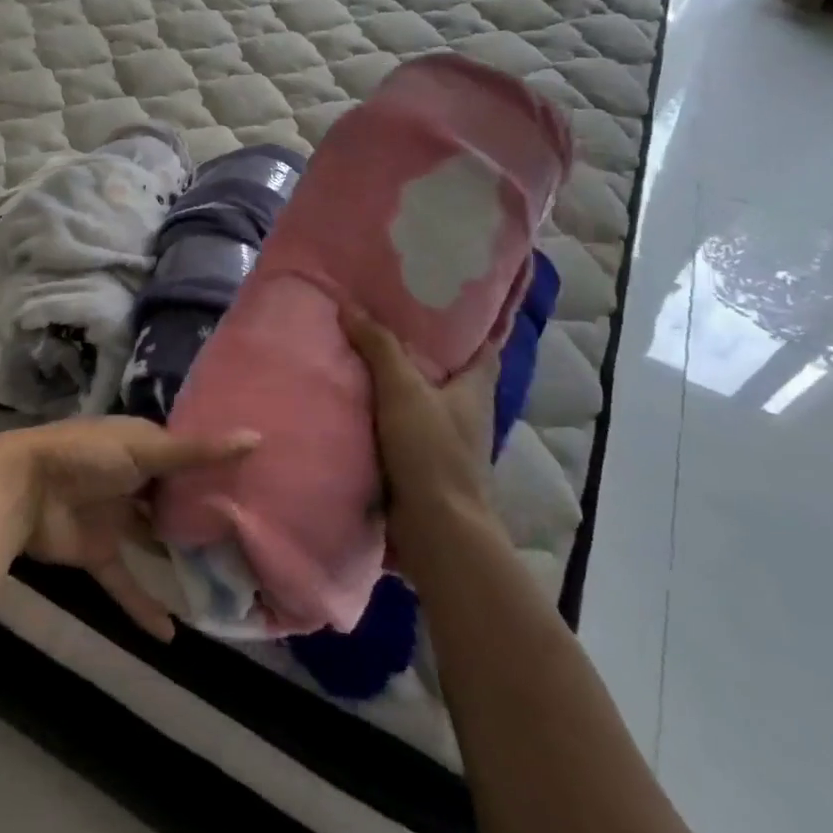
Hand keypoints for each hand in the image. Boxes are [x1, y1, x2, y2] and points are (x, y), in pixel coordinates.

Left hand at [0, 419, 257, 640]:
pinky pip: (125, 581)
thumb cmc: (87, 457)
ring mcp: (114, 517)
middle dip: (204, 517)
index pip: (187, 458)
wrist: (24, 489)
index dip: (216, 471)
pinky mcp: (97, 552)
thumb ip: (197, 452)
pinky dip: (144, 605)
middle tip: (250, 541)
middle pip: (173, 500)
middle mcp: (131, 479)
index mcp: (141, 446)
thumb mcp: (146, 449)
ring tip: (225, 583)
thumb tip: (256, 438)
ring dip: (179, 559)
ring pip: (153, 540)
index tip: (257, 489)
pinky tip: (172, 635)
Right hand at [343, 312, 500, 522]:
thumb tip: (350, 305)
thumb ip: (379, 347)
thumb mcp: (403, 390)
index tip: (442, 300)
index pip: (482, 348)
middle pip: (446, 374)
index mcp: (475, 391)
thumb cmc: (432, 452)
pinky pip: (399, 432)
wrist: (436, 532)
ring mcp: (444, 445)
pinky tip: (352, 406)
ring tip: (358, 357)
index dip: (469, 324)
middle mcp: (466, 415)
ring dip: (397, 387)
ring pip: (420, 404)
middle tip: (383, 320)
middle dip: (421, 351)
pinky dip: (381, 419)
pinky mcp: (422, 470)